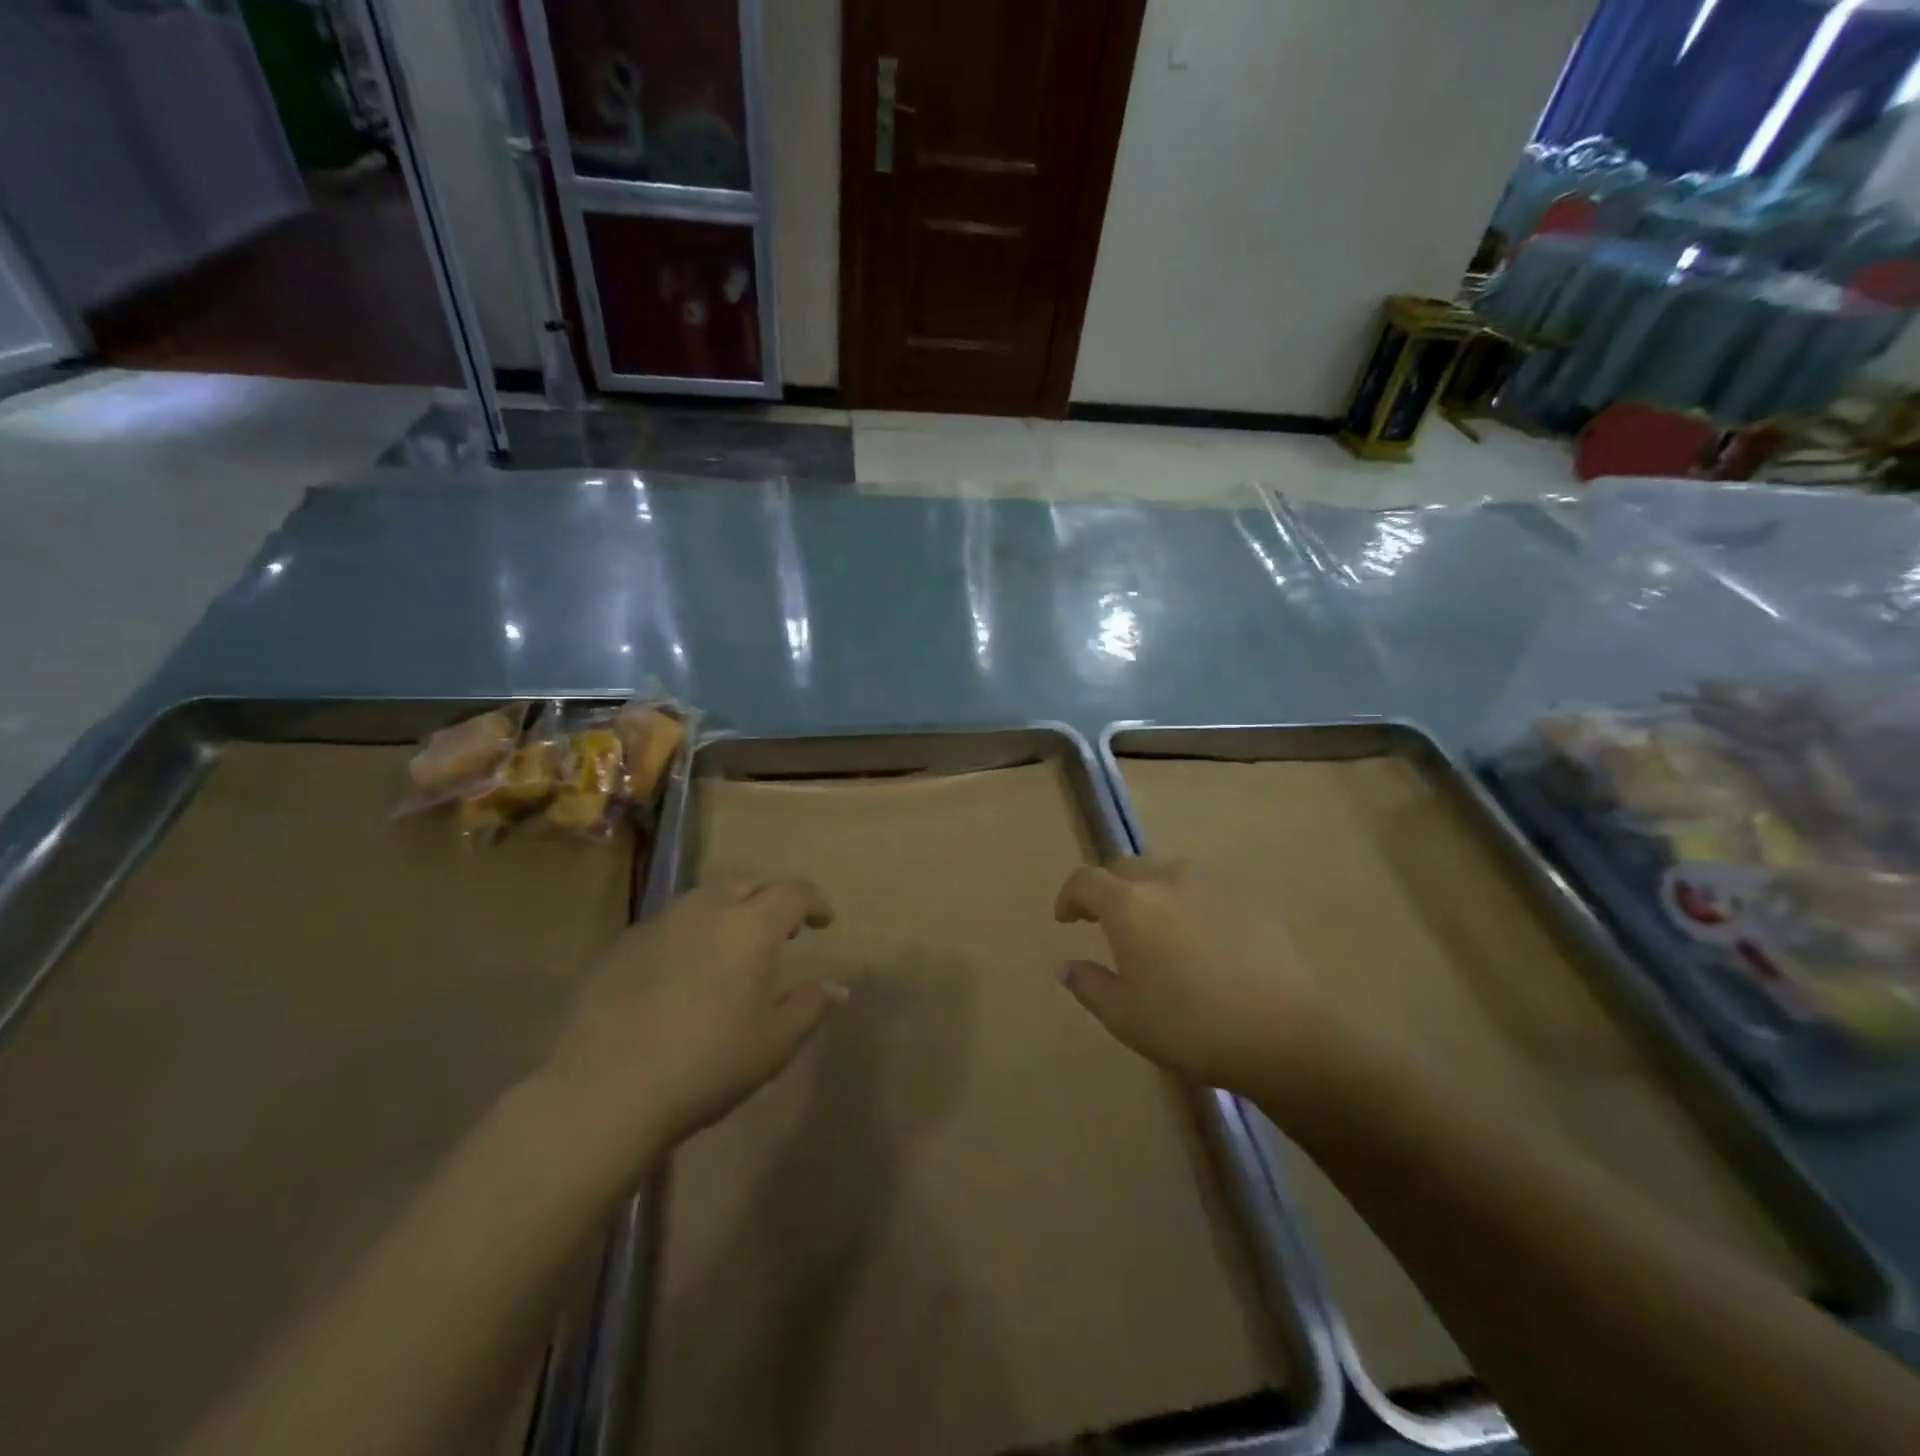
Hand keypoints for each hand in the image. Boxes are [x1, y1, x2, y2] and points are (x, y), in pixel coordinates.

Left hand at [542, 879, 845, 1150]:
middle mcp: (707, 909)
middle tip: (784, 931)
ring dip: (731, 912)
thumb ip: (811, 1006)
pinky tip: (688, 969)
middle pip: (749, 885)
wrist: (606, 1090)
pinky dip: (694, 933)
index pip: (793, 892)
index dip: (814, 901)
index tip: (825, 920)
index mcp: (750, 925)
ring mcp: (661, 923)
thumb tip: (838, 987)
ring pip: (707, 899)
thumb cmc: (708, 1063)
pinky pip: (672, 923)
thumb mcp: (775, 1042)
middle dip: (772, 900)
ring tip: (736, 946)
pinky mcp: (624, 945)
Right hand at [1053, 858, 1336, 1098]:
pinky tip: (1200, 945)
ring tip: (1153, 930)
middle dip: (1107, 890)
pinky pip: (1203, 894)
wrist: (1284, 1034)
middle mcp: (1167, 881)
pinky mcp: (1248, 902)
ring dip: (1149, 894)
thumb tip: (1067, 966)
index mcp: (1129, 903)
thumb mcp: (1125, 1016)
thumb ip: (1089, 984)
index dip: (1069, 896)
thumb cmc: (1190, 1026)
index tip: (1066, 920)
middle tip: (1104, 922)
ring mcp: (1212, 887)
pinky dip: (1188, 908)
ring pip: (1166, 875)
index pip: (1085, 880)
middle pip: (1125, 868)